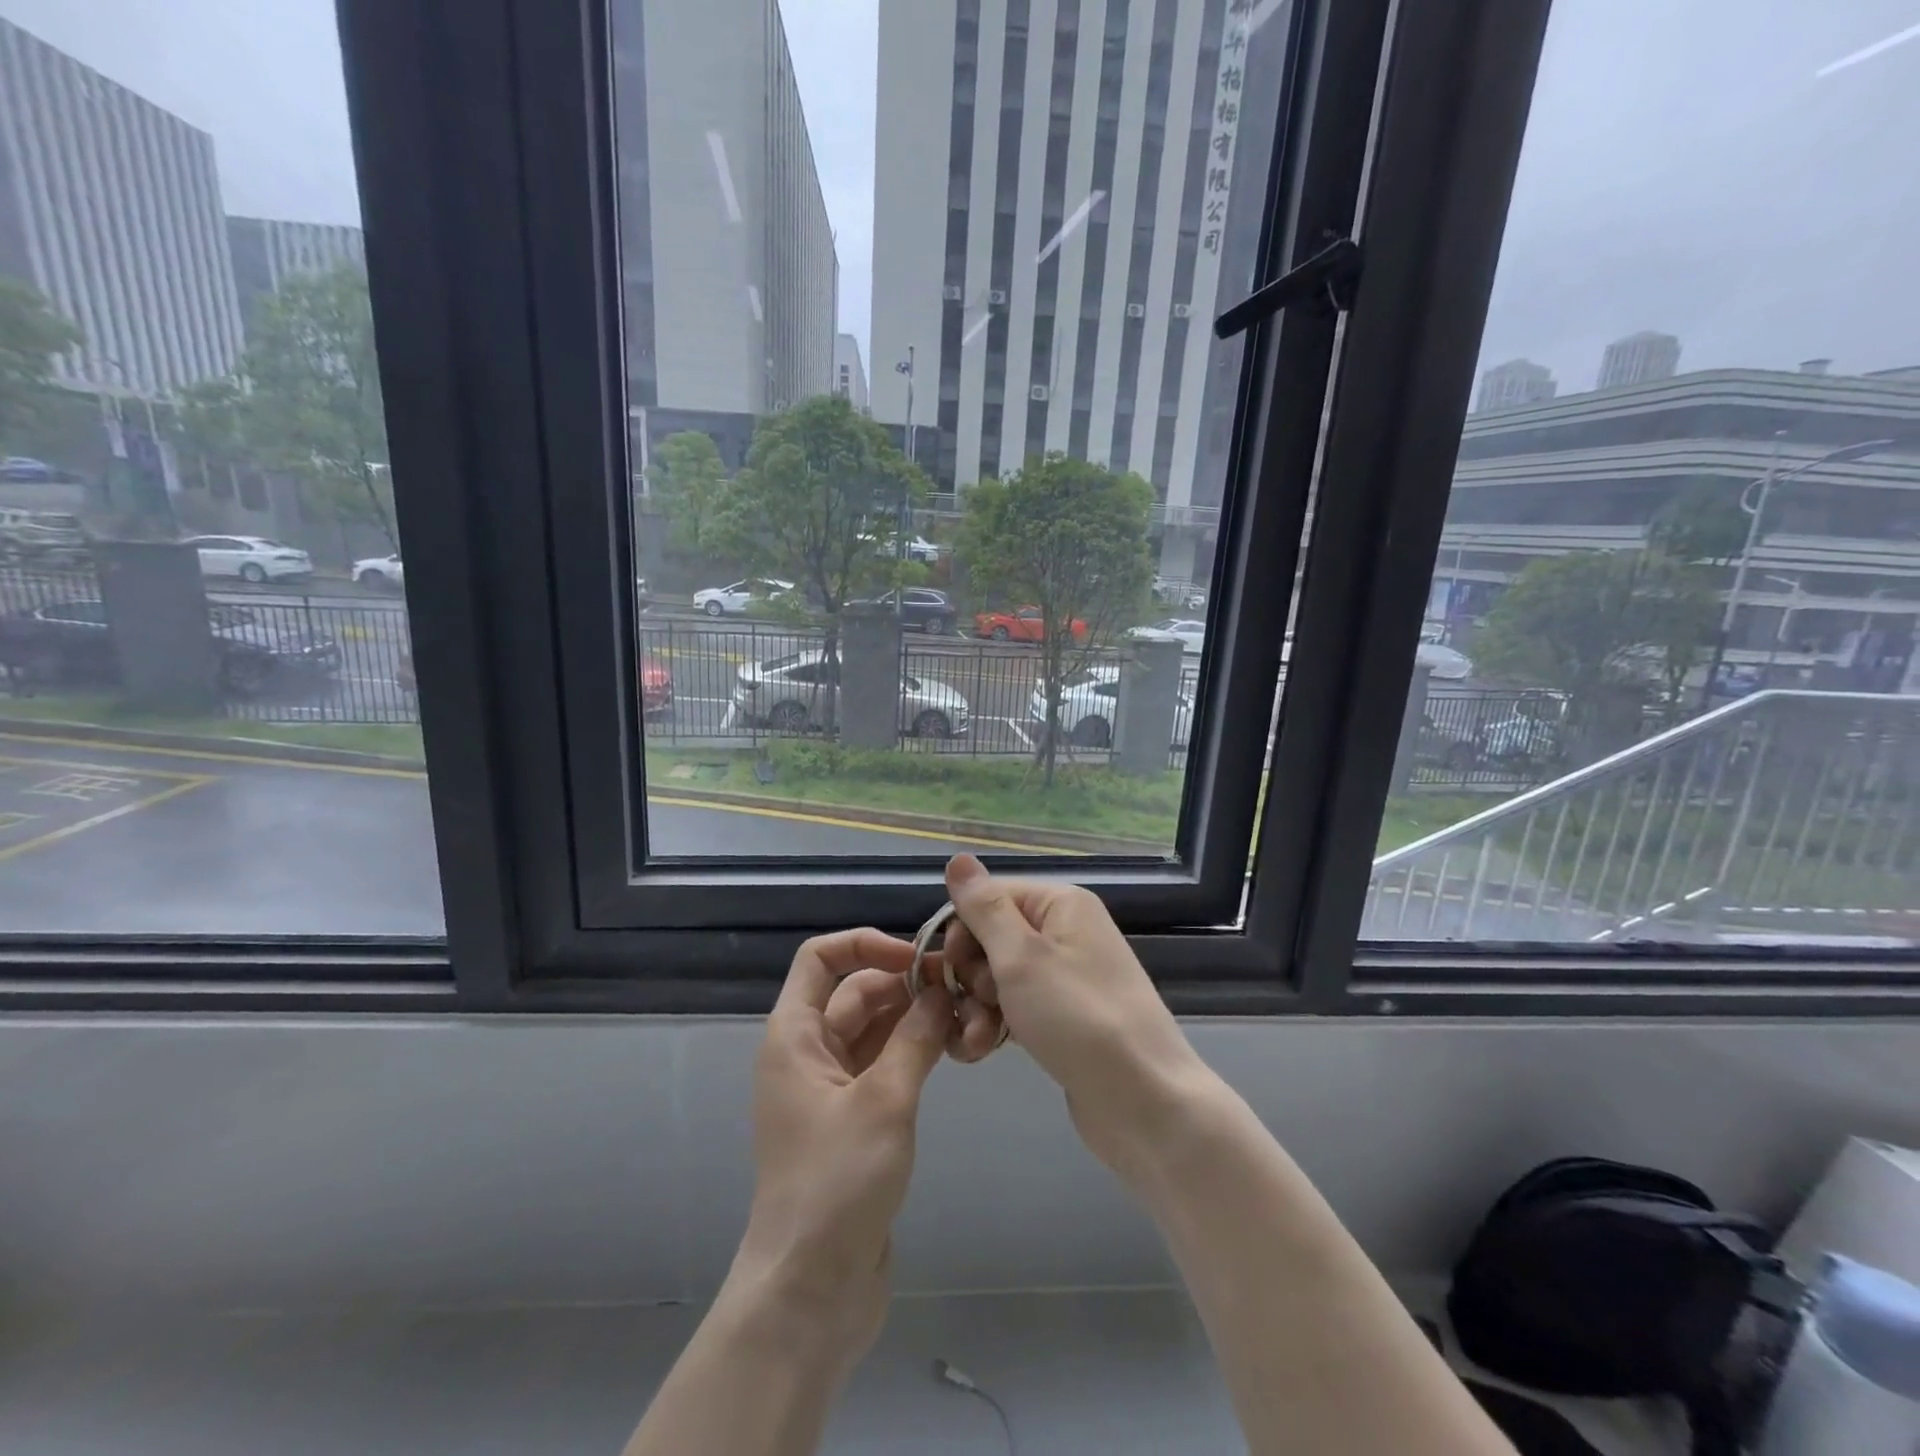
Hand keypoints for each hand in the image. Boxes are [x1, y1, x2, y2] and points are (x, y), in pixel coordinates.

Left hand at [730, 928, 951, 1368]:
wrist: (810, 1291)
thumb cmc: (836, 1183)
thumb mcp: (883, 1100)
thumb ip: (915, 1037)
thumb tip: (940, 990)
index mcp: (794, 1035)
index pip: (820, 958)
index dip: (865, 944)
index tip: (915, 957)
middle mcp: (808, 1052)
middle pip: (854, 991)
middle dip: (902, 982)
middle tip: (959, 987)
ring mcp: (830, 1087)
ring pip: (873, 1028)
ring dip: (912, 1017)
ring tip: (965, 1013)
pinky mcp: (853, 1119)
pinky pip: (883, 1063)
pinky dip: (912, 1050)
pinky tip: (950, 1048)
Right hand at [939, 855, 1218, 1189]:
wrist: (1143, 1102)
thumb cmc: (1077, 1018)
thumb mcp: (1021, 957)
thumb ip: (984, 908)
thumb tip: (958, 858)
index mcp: (1060, 904)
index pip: (989, 897)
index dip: (962, 930)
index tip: (952, 969)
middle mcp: (1065, 931)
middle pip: (991, 937)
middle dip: (970, 975)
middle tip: (976, 1006)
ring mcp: (1065, 976)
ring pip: (998, 977)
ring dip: (977, 1007)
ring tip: (975, 1041)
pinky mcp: (1062, 1017)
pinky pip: (1015, 1006)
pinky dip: (996, 1024)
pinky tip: (980, 1051)